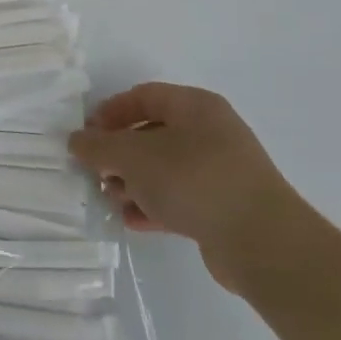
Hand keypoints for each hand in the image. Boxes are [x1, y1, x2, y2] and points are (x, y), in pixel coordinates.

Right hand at [68, 83, 311, 293]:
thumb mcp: (133, 156)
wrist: (263, 243)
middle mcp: (211, 132)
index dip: (111, 111)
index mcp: (195, 106)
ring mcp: (221, 170)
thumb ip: (98, 146)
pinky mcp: (225, 206)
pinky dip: (154, 204)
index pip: (143, 96)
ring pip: (164, 168)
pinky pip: (180, 197)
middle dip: (119, 153)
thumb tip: (77, 140)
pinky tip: (133, 220)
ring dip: (133, 182)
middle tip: (96, 171)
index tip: (87, 134)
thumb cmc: (193, 180)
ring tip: (112, 199)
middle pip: (152, 133)